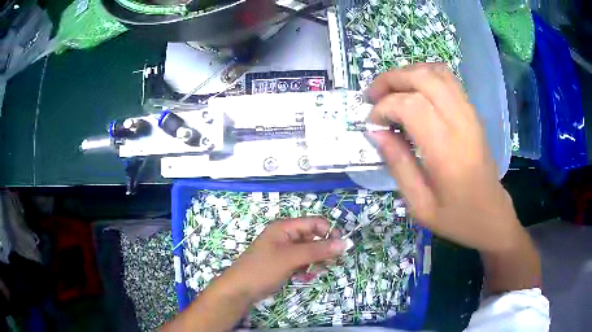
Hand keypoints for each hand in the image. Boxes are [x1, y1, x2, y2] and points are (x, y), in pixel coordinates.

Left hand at [220, 217, 345, 301]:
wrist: (240, 290)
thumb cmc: (263, 269)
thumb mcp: (291, 258)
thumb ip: (318, 250)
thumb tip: (344, 243)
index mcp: (285, 227)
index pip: (315, 223)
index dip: (330, 233)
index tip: (341, 248)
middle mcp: (286, 236)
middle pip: (313, 238)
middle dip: (323, 251)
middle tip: (330, 265)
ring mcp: (284, 251)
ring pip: (309, 252)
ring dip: (315, 263)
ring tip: (313, 274)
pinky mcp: (283, 264)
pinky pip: (302, 263)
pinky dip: (306, 270)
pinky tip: (303, 279)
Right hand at [367, 63, 521, 252]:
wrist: (492, 216)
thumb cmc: (456, 217)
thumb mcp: (419, 205)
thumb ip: (397, 164)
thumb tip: (375, 132)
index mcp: (446, 150)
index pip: (410, 105)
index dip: (384, 108)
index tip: (372, 125)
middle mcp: (461, 122)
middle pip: (422, 78)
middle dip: (390, 80)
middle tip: (372, 97)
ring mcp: (470, 113)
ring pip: (436, 72)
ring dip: (407, 73)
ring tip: (391, 91)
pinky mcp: (473, 112)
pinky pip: (448, 79)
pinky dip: (425, 76)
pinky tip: (413, 92)